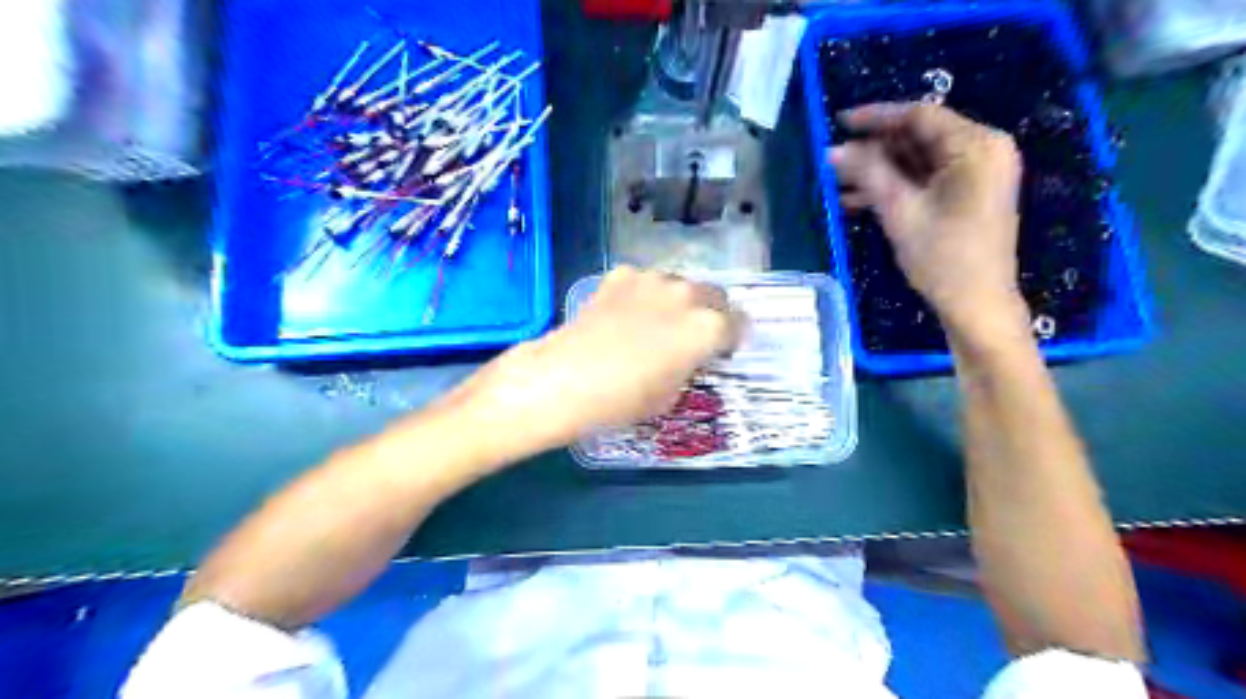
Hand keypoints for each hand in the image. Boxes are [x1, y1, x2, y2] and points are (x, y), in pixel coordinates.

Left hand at [449, 267, 736, 457]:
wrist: (566, 378)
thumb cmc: (623, 399)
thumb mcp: (671, 395)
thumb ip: (689, 367)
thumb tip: (686, 356)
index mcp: (708, 328)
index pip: (738, 325)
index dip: (731, 340)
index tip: (721, 351)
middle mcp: (687, 295)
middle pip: (714, 296)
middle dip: (710, 314)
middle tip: (693, 336)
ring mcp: (652, 280)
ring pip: (680, 285)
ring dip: (678, 302)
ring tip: (657, 323)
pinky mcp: (621, 276)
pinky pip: (645, 282)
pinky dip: (644, 295)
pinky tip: (625, 315)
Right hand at [831, 102, 1028, 337]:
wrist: (977, 305)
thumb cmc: (943, 258)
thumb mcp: (901, 211)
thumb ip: (867, 174)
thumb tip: (831, 150)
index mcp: (976, 146)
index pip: (920, 117)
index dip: (875, 117)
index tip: (838, 122)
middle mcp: (982, 150)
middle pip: (918, 138)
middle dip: (873, 150)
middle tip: (834, 160)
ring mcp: (976, 173)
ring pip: (917, 161)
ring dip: (878, 171)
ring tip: (837, 185)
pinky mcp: (967, 194)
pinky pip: (925, 180)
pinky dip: (894, 187)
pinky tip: (856, 200)